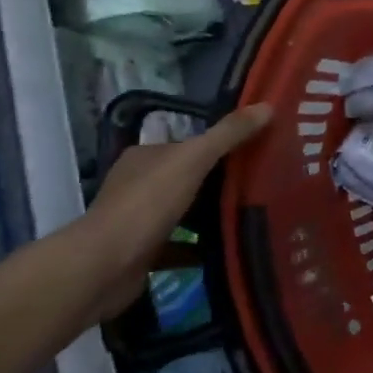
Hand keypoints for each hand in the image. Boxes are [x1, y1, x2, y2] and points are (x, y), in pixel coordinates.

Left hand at [82, 104, 272, 319]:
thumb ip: (229, 133)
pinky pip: (180, 246)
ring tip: (252, 214)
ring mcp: (138, 220)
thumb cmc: (148, 203)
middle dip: (219, 181)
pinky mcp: (142, 253)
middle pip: (188, 177)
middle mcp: (138, 184)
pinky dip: (201, 248)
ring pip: (184, 212)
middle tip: (262, 183)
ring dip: (211, 215)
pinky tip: (229, 248)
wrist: (105, 266)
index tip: (255, 150)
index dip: (220, 145)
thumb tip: (267, 105)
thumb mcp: (194, 159)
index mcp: (145, 156)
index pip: (187, 144)